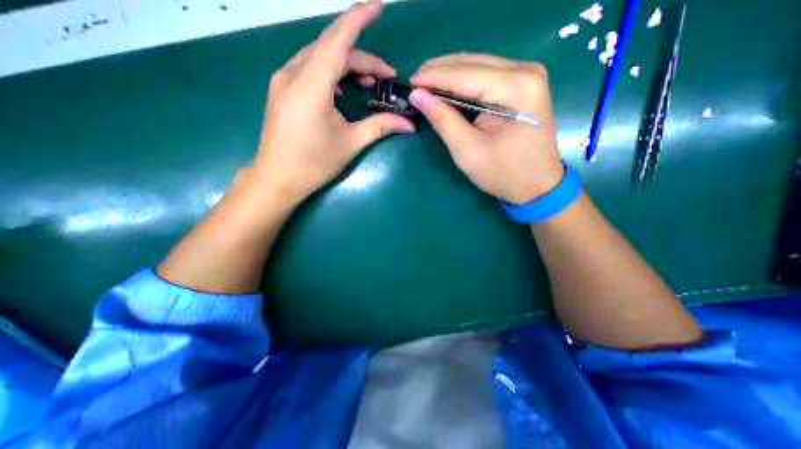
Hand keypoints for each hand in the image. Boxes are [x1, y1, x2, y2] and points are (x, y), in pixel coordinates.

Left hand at [249, 0, 411, 204]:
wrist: (277, 178)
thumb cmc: (313, 164)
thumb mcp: (350, 144)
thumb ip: (380, 127)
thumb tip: (409, 124)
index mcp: (310, 86)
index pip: (338, 40)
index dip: (359, 19)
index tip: (379, 6)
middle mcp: (293, 74)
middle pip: (332, 49)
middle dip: (362, 58)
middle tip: (385, 78)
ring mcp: (283, 80)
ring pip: (320, 57)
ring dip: (347, 64)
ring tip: (367, 84)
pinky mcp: (282, 89)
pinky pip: (309, 68)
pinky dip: (331, 72)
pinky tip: (341, 89)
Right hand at [413, 53, 561, 204]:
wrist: (537, 185)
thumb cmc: (503, 173)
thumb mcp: (467, 150)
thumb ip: (443, 119)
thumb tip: (418, 96)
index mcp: (515, 88)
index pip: (464, 75)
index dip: (433, 77)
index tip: (408, 83)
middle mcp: (525, 72)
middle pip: (472, 63)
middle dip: (439, 71)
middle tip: (414, 83)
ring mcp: (527, 76)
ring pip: (478, 65)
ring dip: (450, 74)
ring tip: (425, 84)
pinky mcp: (524, 85)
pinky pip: (487, 75)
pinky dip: (464, 81)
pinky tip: (448, 88)